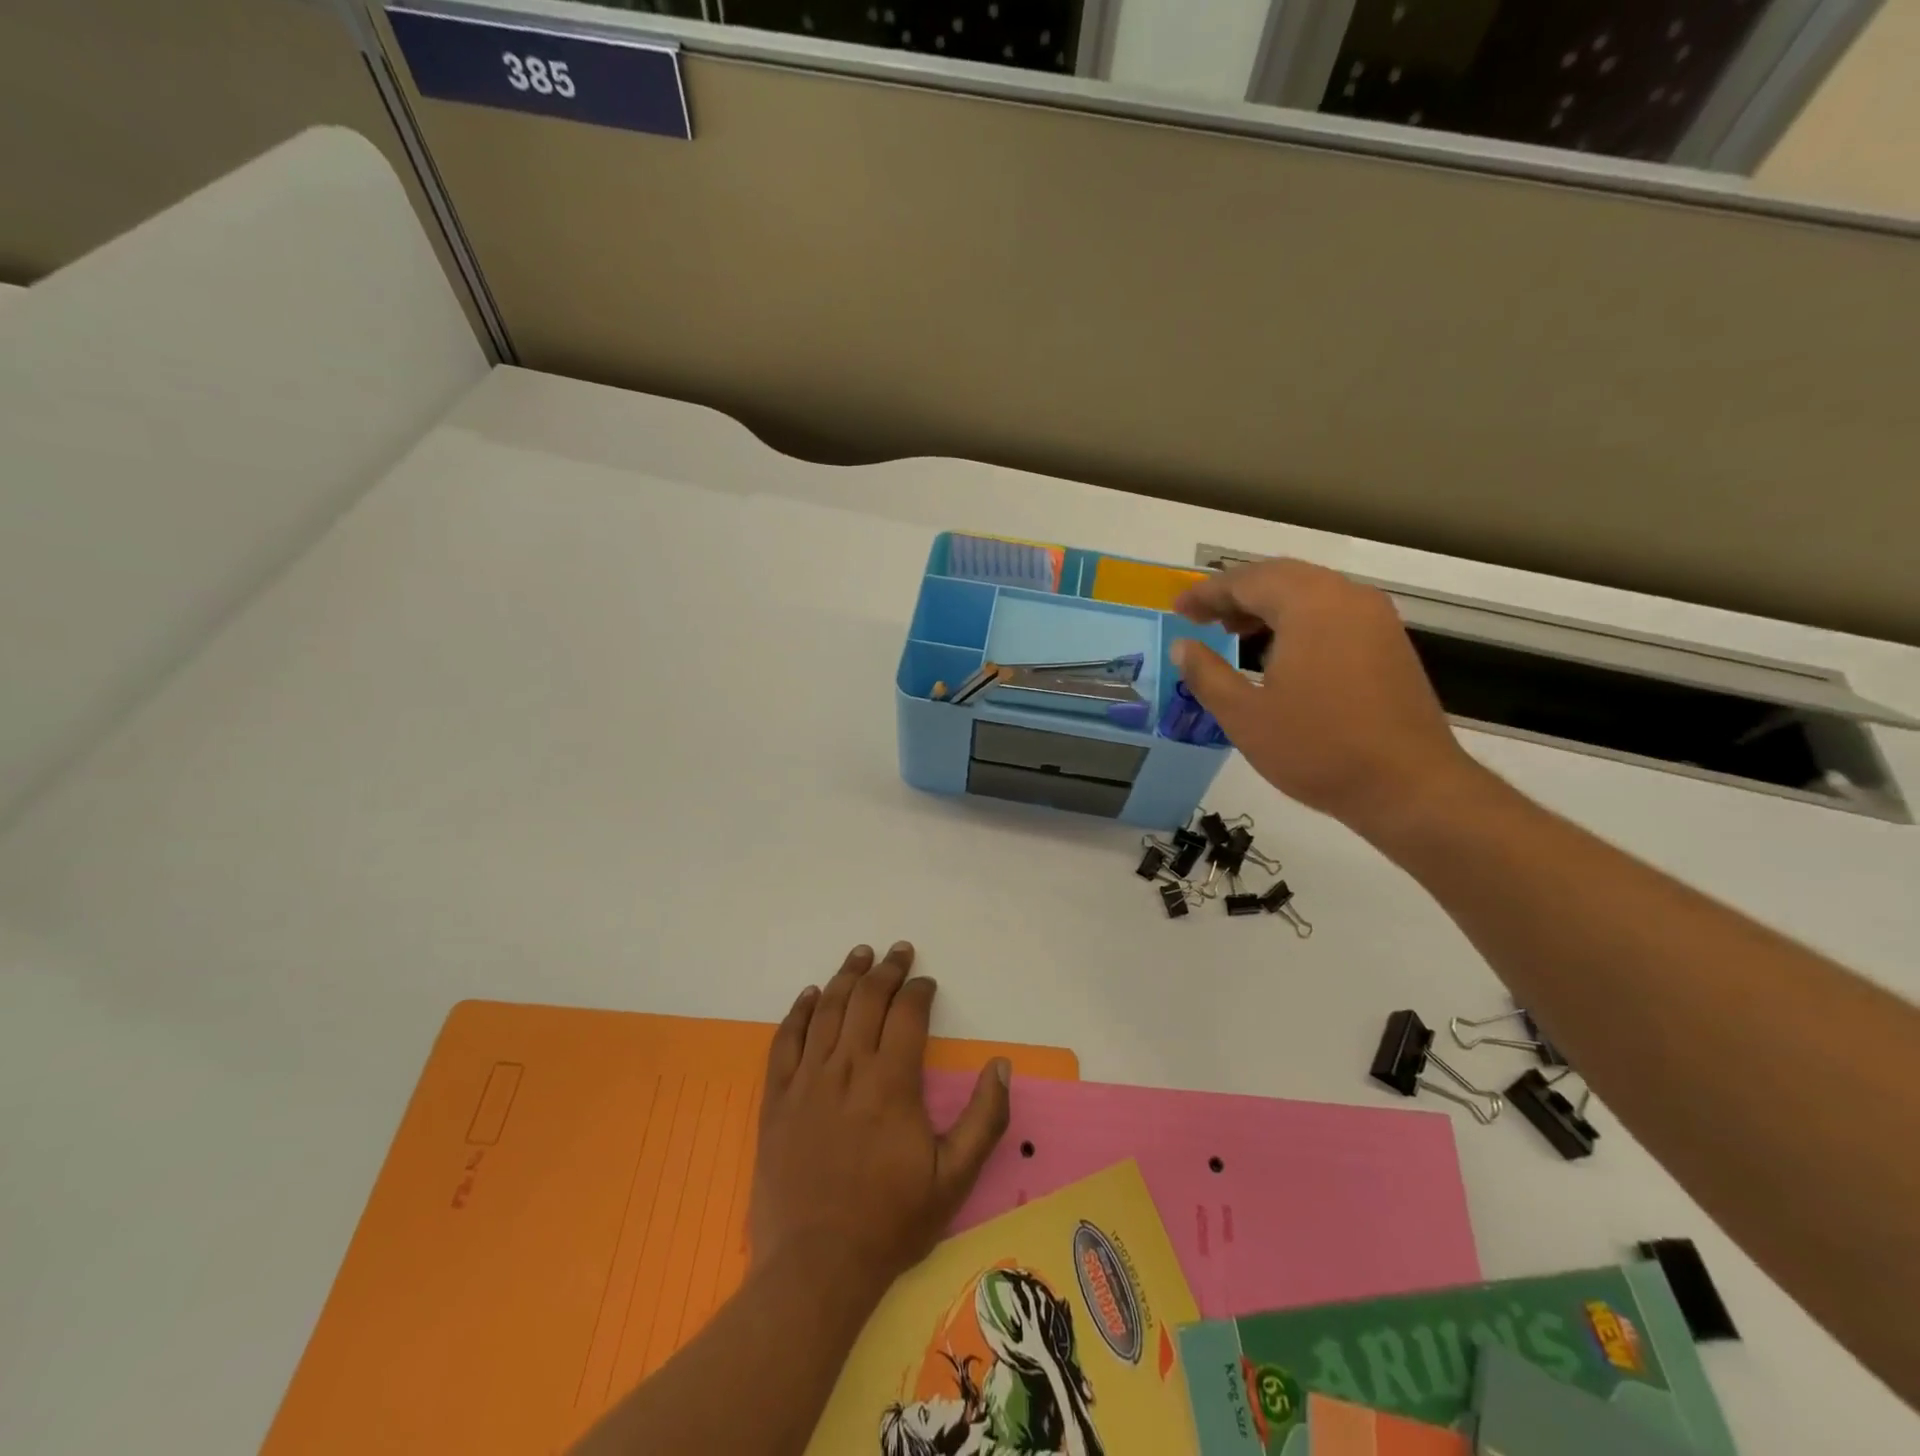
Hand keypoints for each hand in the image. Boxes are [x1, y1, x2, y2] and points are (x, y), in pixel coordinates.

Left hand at [750, 942, 1011, 1293]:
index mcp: (891, 1082)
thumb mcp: (954, 1179)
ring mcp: (807, 1080)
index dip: (919, 990)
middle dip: (886, 970)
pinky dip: (798, 1012)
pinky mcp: (777, 1099)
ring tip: (860, 954)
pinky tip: (809, 994)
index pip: (907, 1014)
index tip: (926, 982)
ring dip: (845, 977)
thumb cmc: (890, 1222)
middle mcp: (848, 1068)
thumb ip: (984, 1119)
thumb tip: (1001, 1065)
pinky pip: (785, 1041)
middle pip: (866, 1000)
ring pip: (826, 1010)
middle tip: (898, 950)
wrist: (814, 1267)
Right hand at [1170, 559, 1486, 845]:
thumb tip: (1182, 646)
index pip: (1247, 581)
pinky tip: (1279, 651)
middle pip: (1281, 577)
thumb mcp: (1245, 716)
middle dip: (1236, 593)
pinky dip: (1297, 618)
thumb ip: (1207, 674)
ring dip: (1267, 604)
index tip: (1177, 609)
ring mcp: (1375, 618)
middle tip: (1202, 617)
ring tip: (1234, 632)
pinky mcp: (1389, 642)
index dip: (1206, 593)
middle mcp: (1346, 597)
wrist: (1408, 786)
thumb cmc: (1317, 749)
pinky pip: (1333, 611)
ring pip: (1310, 592)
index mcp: (1309, 605)